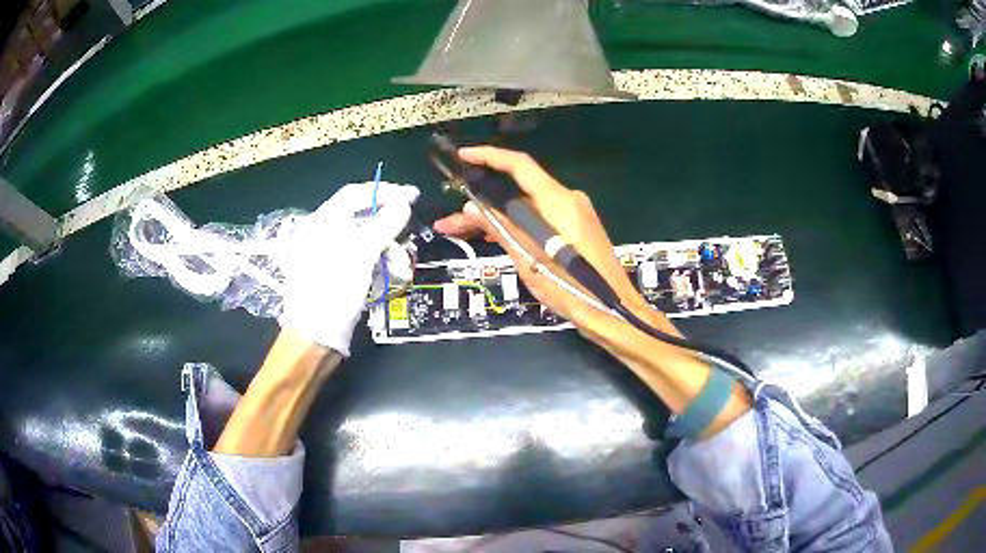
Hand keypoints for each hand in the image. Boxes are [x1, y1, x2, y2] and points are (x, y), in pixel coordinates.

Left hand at [279, 182, 418, 354]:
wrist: (314, 339)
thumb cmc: (333, 292)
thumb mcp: (361, 256)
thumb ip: (383, 225)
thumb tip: (403, 203)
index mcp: (322, 222)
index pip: (355, 194)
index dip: (385, 192)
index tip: (413, 196)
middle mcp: (323, 234)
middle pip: (361, 217)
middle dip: (388, 227)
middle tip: (408, 235)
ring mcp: (328, 255)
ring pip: (364, 240)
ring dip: (386, 249)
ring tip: (401, 266)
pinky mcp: (336, 274)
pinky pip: (361, 258)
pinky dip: (377, 263)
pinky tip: (390, 275)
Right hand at [435, 147, 750, 430]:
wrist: (614, 312)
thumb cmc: (573, 289)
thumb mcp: (529, 260)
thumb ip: (501, 228)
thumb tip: (472, 208)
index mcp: (557, 201)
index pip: (519, 165)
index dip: (488, 156)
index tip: (463, 156)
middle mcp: (567, 200)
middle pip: (518, 190)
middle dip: (481, 202)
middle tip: (450, 219)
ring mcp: (574, 214)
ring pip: (526, 207)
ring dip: (495, 218)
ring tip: (459, 232)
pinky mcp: (576, 229)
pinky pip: (539, 219)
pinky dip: (516, 225)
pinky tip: (490, 236)